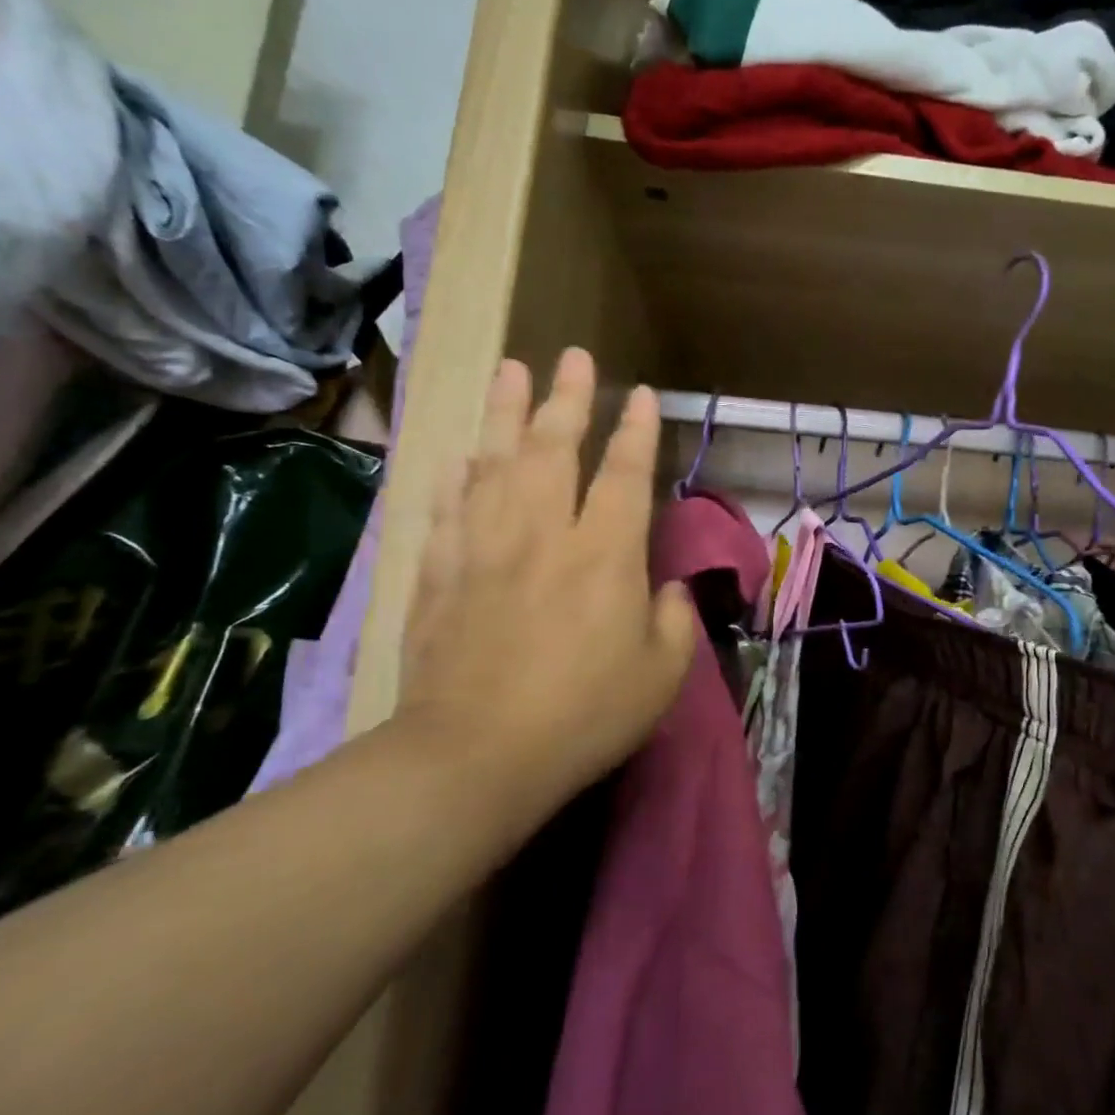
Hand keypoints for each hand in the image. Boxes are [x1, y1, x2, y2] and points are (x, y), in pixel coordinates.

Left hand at [397, 349, 697, 825]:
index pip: (624, 475)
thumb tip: (668, 590)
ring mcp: (484, 549)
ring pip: (494, 463)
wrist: (474, 757)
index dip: (636, 431)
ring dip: (505, 414)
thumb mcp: (660, 676)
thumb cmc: (583, 715)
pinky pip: (448, 510)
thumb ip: (674, 622)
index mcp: (604, 555)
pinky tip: (461, 457)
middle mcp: (543, 535)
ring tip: (511, 371)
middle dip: (566, 399)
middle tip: (571, 356)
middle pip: (553, 449)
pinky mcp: (441, 575)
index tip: (642, 394)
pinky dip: (456, 477)